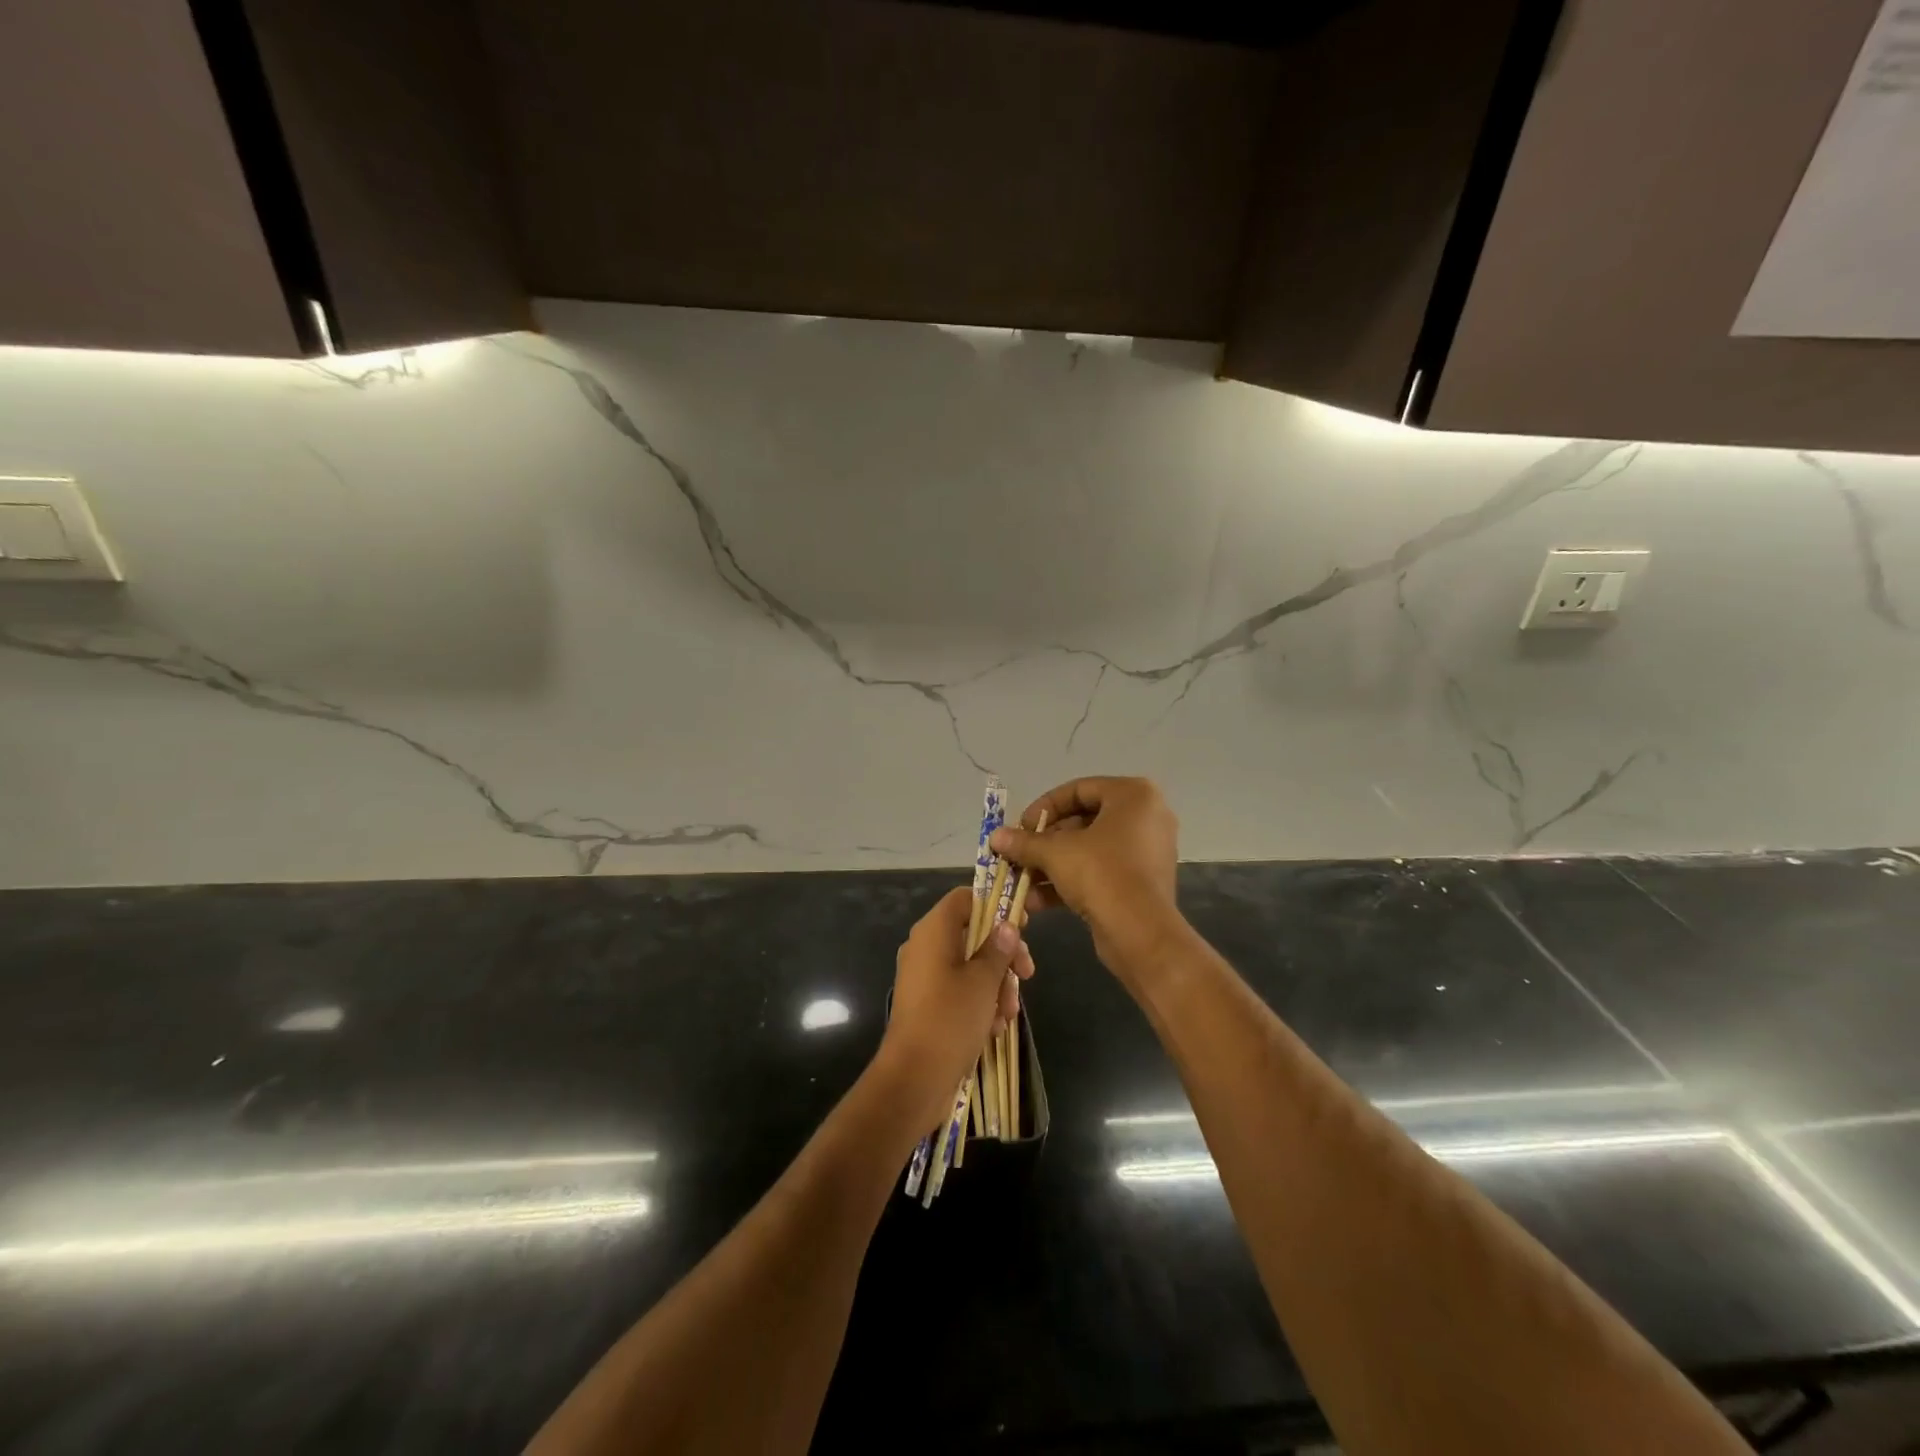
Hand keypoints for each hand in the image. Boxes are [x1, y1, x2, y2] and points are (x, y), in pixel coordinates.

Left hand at [877, 887, 1033, 1133]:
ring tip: (1008, 1013)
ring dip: (995, 985)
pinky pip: (959, 990)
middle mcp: (925, 947)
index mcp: (933, 931)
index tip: (1022, 927)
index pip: (965, 898)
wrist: (914, 1079)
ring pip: (970, 965)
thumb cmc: (950, 1019)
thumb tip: (1007, 925)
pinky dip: (979, 1002)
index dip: (996, 906)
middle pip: (972, 933)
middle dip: (1003, 955)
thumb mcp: (983, 981)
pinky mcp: (927, 1003)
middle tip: (1027, 975)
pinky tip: (994, 1027)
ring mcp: (924, 976)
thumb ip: (998, 949)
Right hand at [989, 777, 1179, 972]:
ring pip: (1089, 851)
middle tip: (1018, 854)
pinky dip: (1070, 882)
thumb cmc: (1101, 873)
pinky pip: (1101, 872)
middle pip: (1083, 821)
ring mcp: (1147, 852)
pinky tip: (1036, 901)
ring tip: (1021, 880)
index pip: (1079, 789)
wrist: (1140, 933)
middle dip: (1045, 842)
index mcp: (1134, 795)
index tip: (1020, 826)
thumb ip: (1024, 842)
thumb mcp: (1055, 852)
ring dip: (1051, 865)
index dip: (1044, 807)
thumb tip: (995, 837)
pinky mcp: (1141, 884)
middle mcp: (1146, 818)